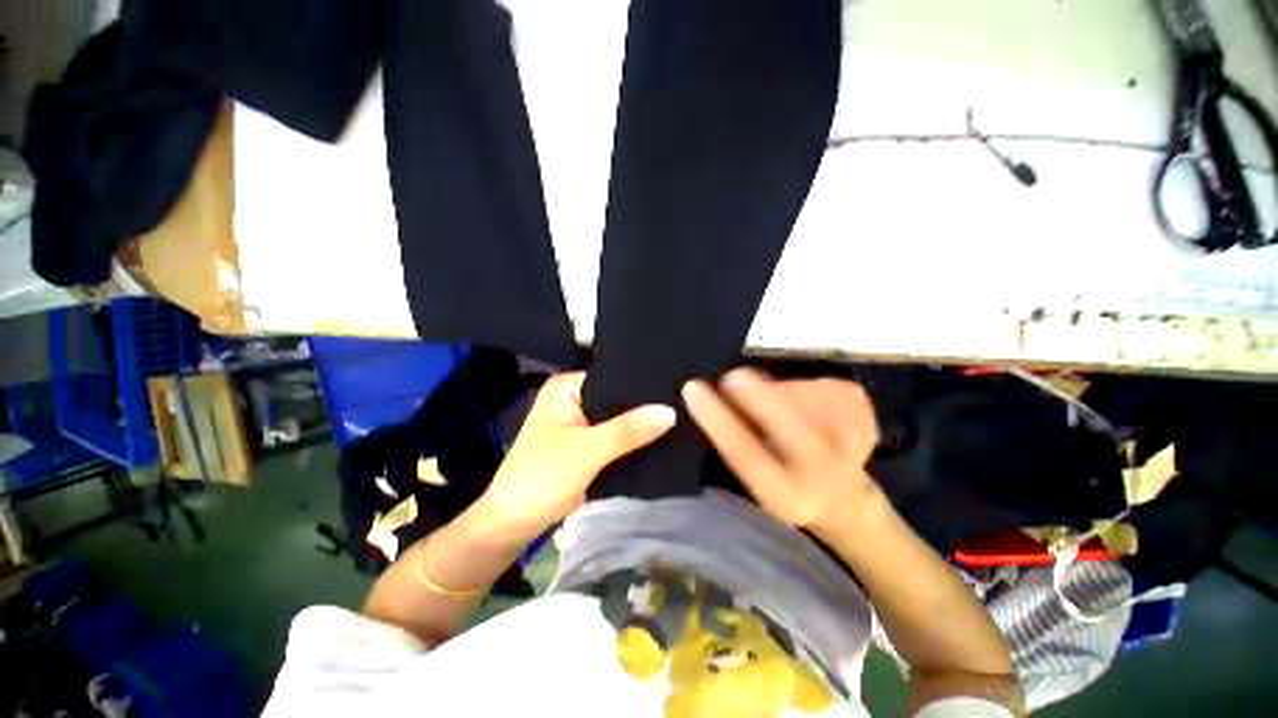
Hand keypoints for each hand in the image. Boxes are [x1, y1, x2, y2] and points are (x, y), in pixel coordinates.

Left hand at [476, 372, 675, 541]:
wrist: (513, 525)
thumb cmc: (541, 478)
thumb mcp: (587, 451)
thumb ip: (628, 430)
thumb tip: (671, 410)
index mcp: (567, 387)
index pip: (614, 376)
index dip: (643, 384)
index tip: (677, 388)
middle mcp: (574, 398)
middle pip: (618, 399)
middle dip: (644, 407)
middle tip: (683, 404)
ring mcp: (580, 423)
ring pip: (618, 420)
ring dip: (640, 425)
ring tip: (679, 418)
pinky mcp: (586, 445)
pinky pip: (615, 437)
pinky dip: (632, 441)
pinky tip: (661, 438)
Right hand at [682, 367, 881, 535]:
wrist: (842, 497)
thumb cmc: (785, 484)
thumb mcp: (754, 476)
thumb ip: (737, 438)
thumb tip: (718, 394)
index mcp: (787, 493)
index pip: (746, 454)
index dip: (717, 418)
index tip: (693, 388)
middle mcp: (824, 473)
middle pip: (791, 424)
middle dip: (758, 394)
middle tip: (732, 377)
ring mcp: (854, 441)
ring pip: (806, 396)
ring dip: (780, 390)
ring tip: (778, 404)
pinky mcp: (866, 415)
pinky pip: (824, 385)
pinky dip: (805, 386)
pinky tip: (807, 404)